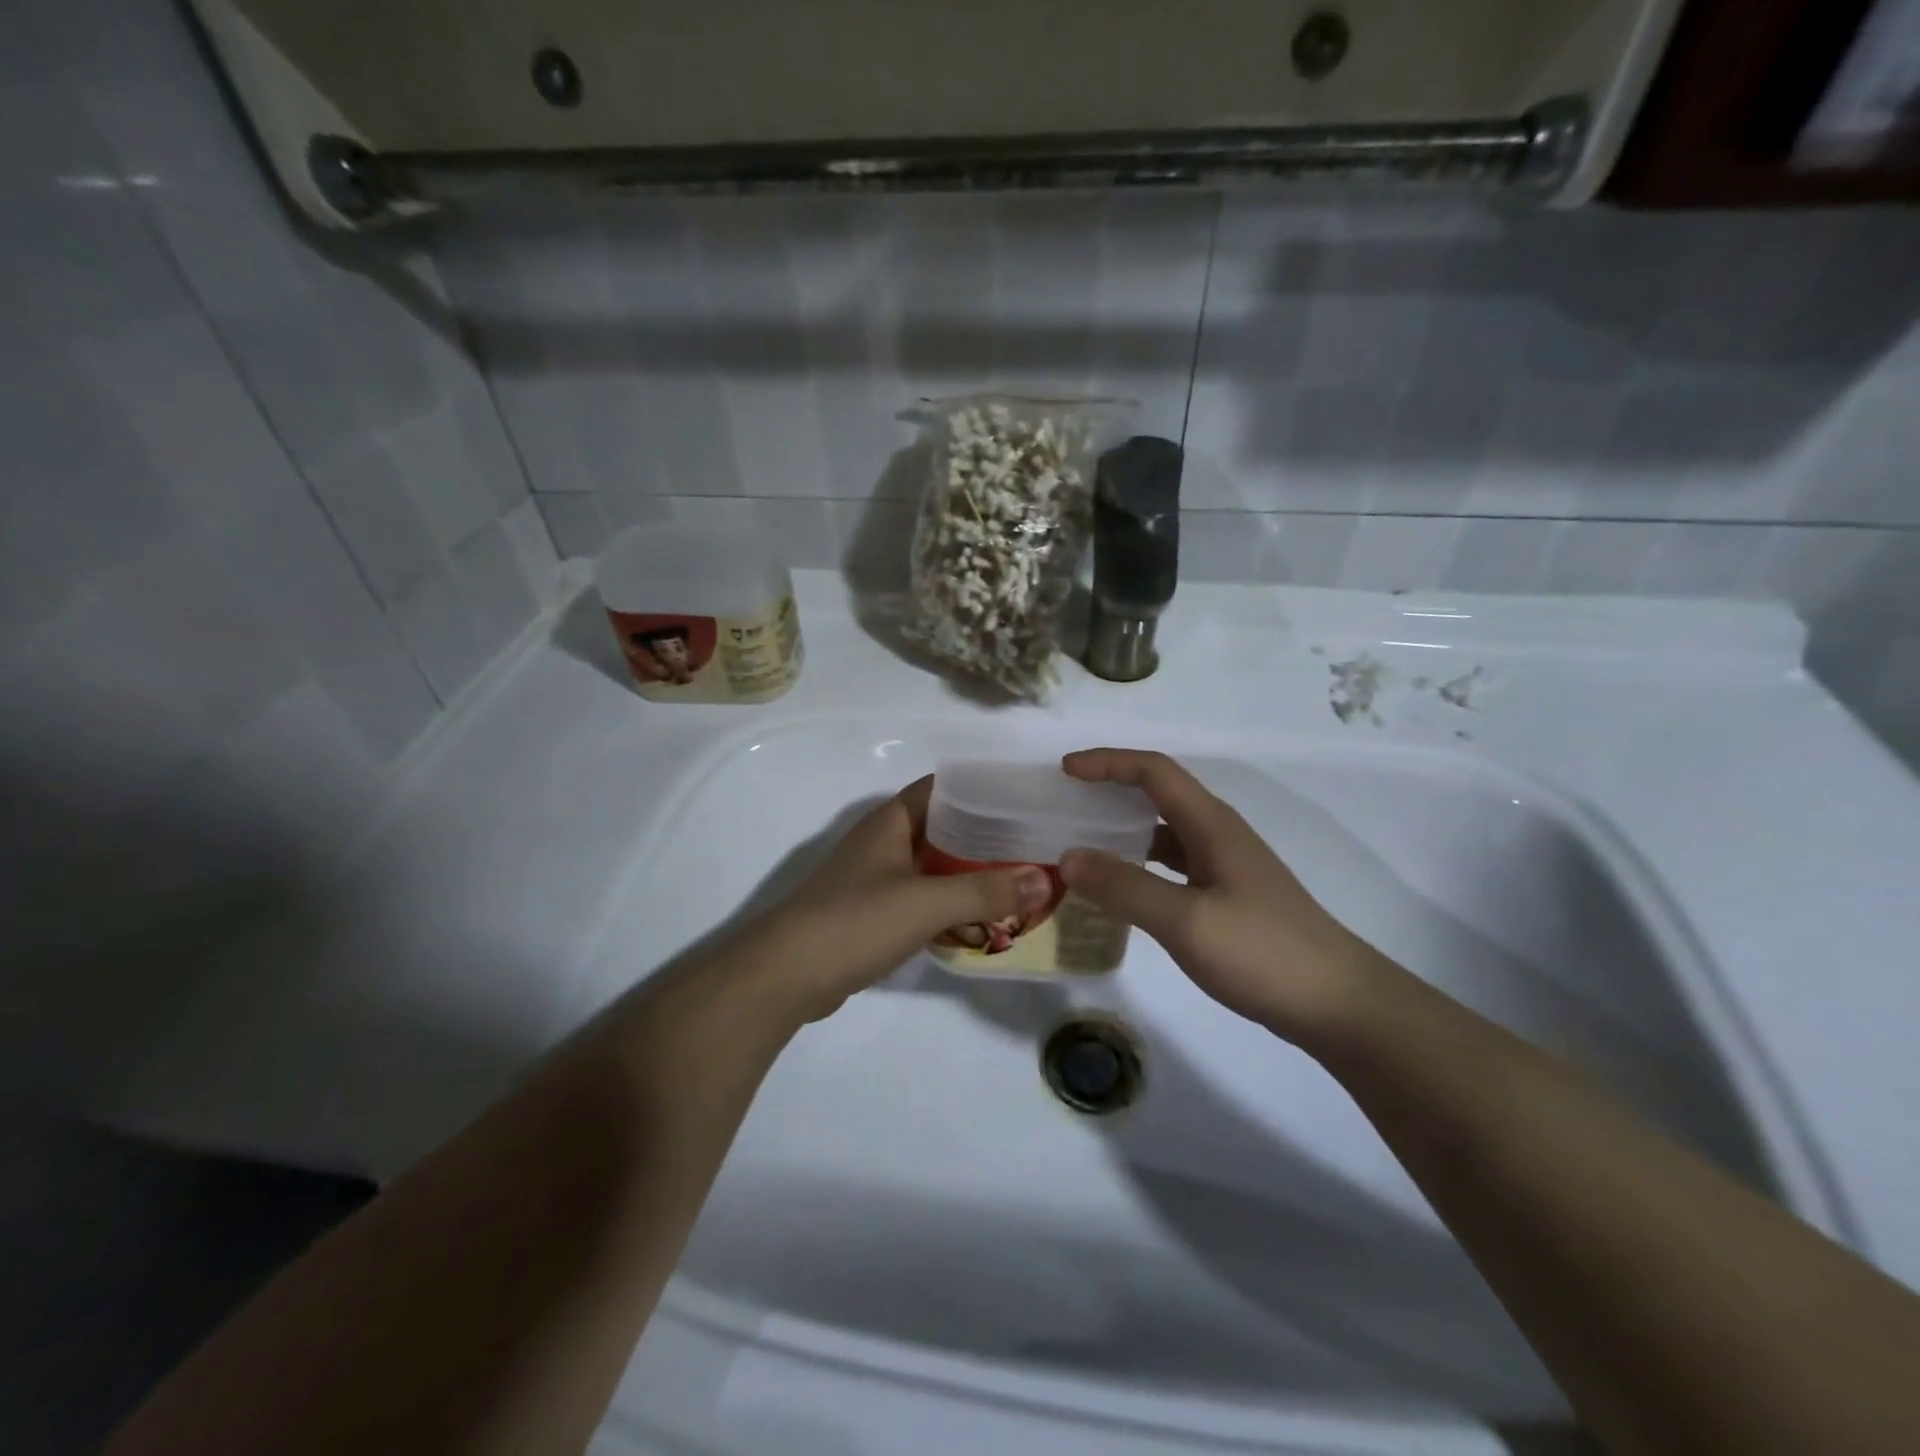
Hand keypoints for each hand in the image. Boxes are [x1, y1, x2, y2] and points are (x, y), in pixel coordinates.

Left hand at [758, 777, 1052, 1022]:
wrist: (785, 977)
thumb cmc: (854, 922)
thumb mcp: (925, 902)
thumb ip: (985, 891)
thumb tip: (1044, 878)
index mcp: (890, 822)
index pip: (942, 788)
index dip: (980, 790)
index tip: (1023, 800)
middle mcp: (882, 843)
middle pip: (942, 829)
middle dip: (984, 837)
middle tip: (1033, 845)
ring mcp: (875, 880)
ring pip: (933, 867)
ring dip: (969, 874)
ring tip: (1018, 881)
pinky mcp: (872, 915)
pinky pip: (921, 899)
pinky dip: (949, 905)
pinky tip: (980, 921)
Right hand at [1058, 749, 1385, 1042]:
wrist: (1338, 1004)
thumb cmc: (1262, 952)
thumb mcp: (1185, 921)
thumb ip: (1124, 887)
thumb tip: (1068, 857)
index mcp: (1210, 824)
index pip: (1153, 771)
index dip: (1107, 762)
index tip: (1064, 770)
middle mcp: (1218, 833)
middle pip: (1158, 793)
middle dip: (1110, 789)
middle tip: (1066, 804)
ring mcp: (1226, 865)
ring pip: (1165, 830)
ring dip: (1124, 829)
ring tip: (1083, 843)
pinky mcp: (1228, 896)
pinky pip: (1173, 863)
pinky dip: (1140, 863)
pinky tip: (1122, 887)